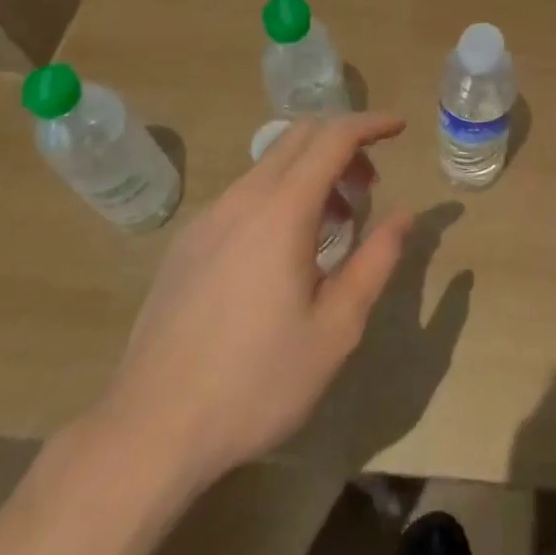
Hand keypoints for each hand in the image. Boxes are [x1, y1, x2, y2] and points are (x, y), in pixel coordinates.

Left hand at [93, 112, 413, 487]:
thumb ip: (376, 262)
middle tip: (367, 186)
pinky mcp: (187, 242)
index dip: (371, 124)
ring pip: (270, 165)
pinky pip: (243, 195)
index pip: (334, 137)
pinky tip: (281, 254)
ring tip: (332, 227)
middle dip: (342, 145)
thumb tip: (405, 215)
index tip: (399, 127)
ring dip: (310, 174)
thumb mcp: (335, 330)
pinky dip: (278, 196)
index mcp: (282, 210)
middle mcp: (243, 197)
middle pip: (300, 136)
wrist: (151, 430)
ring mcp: (208, 217)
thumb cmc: (256, 382)